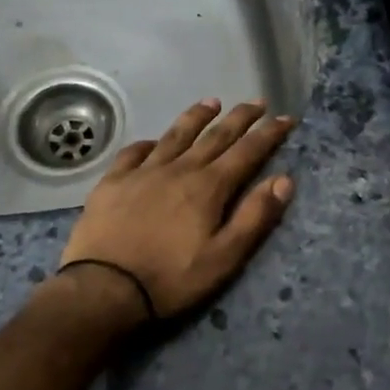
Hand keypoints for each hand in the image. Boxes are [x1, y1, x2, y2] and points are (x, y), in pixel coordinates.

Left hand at [59, 99, 296, 320]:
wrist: (104, 287)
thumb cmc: (171, 278)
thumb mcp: (224, 258)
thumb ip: (254, 217)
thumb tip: (283, 180)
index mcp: (208, 187)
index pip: (247, 152)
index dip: (269, 134)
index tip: (285, 118)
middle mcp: (178, 169)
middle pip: (214, 136)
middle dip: (239, 118)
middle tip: (257, 102)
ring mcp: (142, 172)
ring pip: (175, 135)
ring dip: (197, 117)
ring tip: (211, 102)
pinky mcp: (113, 181)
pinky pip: (134, 152)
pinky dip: (149, 143)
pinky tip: (153, 141)